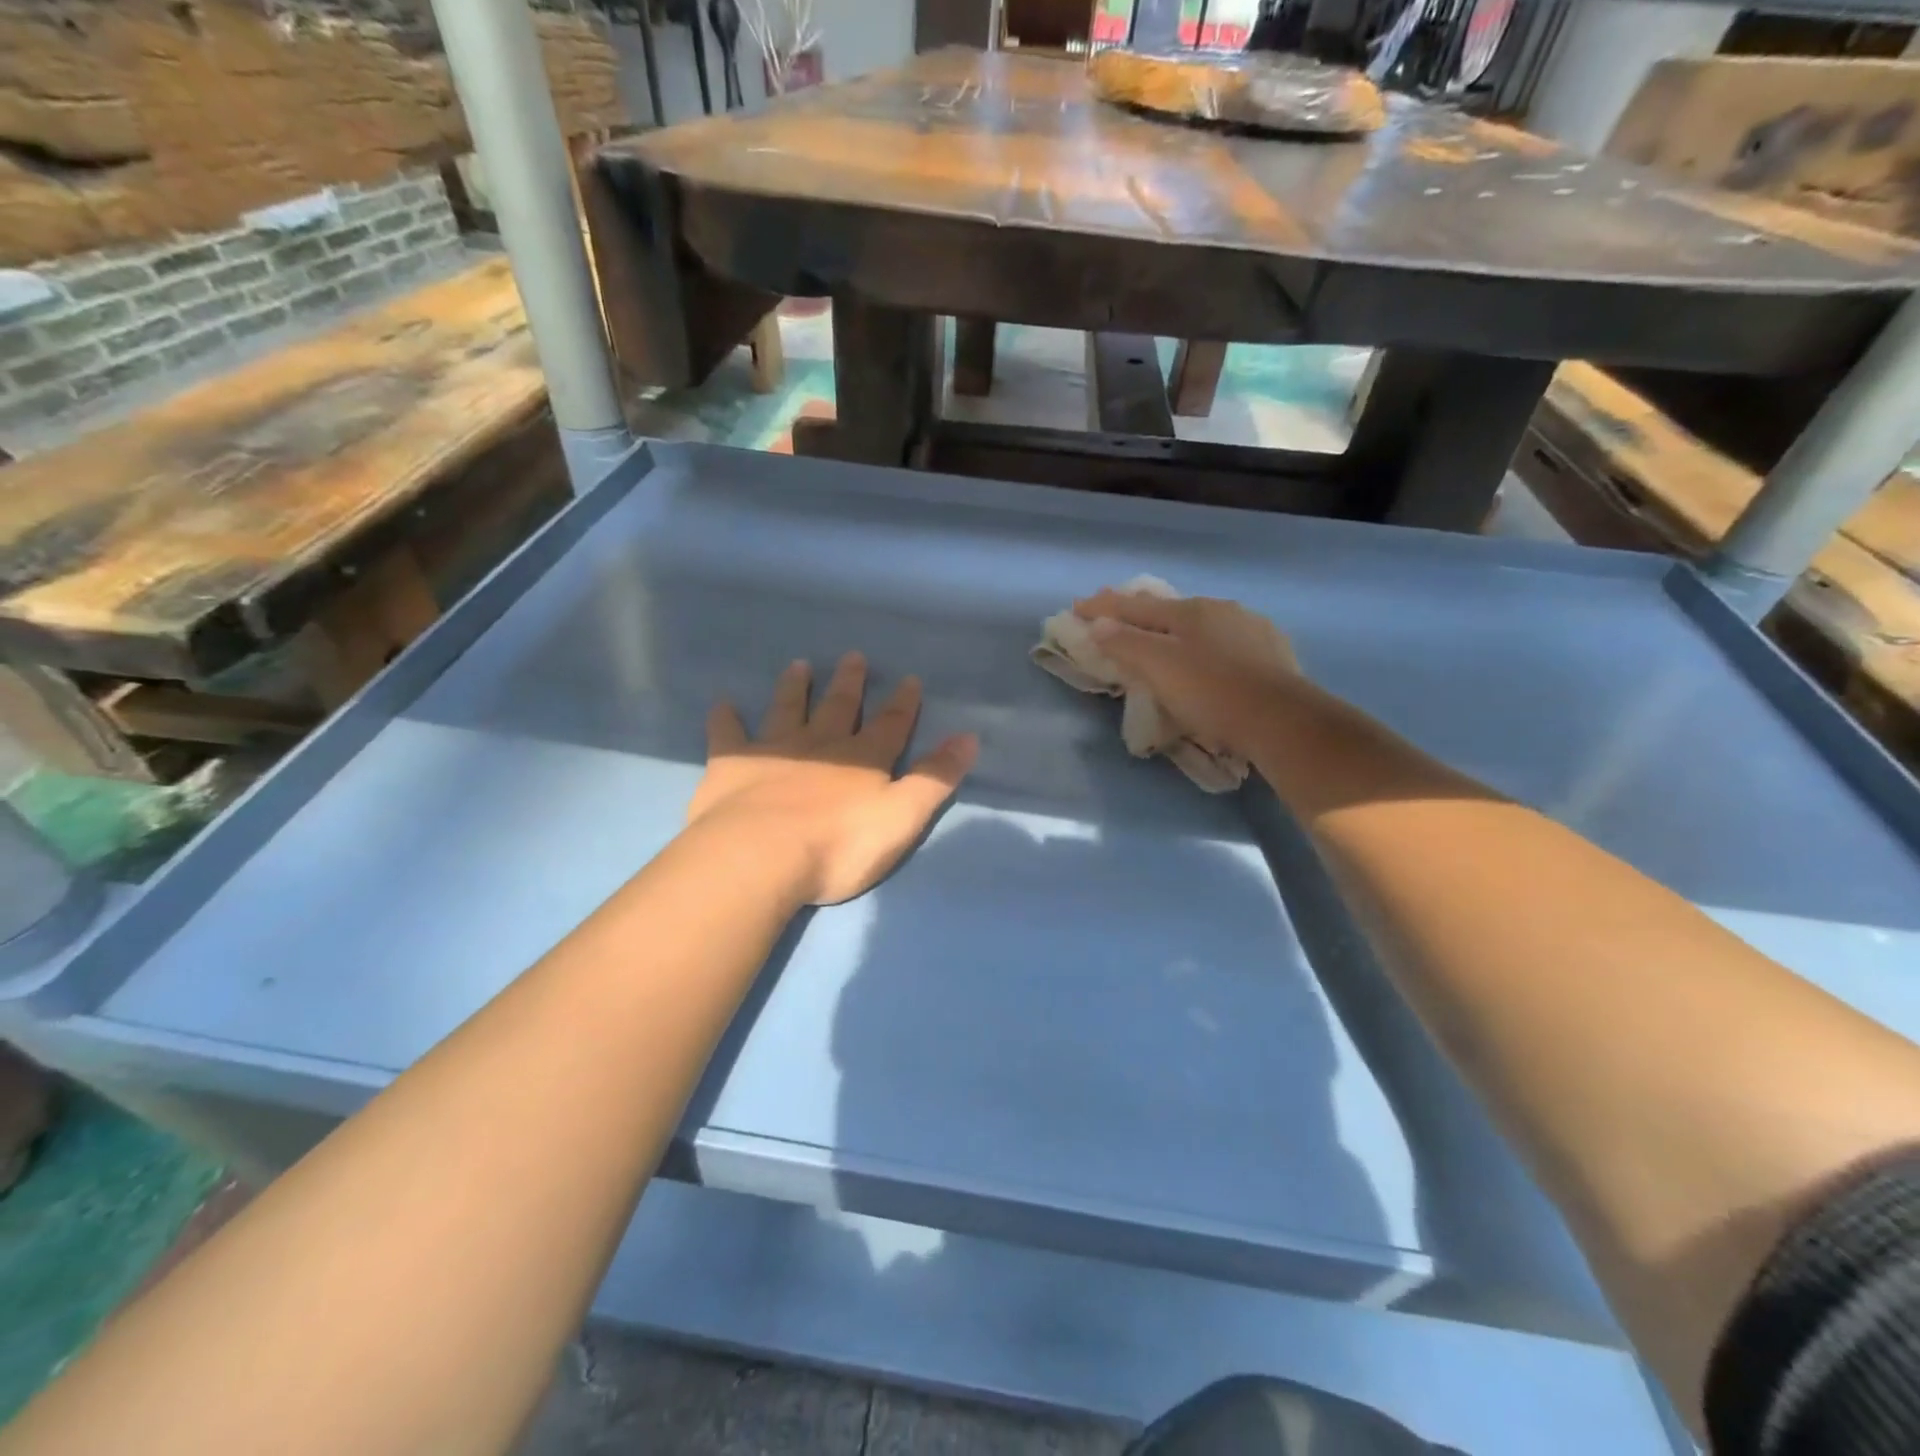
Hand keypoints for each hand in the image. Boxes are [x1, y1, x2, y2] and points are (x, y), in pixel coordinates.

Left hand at [689, 653, 978, 905]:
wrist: (760, 857)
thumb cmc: (838, 845)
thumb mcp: (902, 817)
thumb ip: (934, 778)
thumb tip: (969, 738)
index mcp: (863, 760)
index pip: (890, 725)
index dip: (902, 703)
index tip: (909, 678)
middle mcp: (820, 745)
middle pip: (838, 707)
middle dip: (849, 683)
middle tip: (853, 657)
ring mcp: (774, 751)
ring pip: (787, 710)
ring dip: (795, 688)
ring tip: (798, 665)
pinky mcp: (732, 765)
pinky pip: (728, 735)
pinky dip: (725, 718)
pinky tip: (722, 703)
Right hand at [1073, 590, 1303, 755]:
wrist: (1282, 720)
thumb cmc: (1212, 693)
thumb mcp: (1160, 668)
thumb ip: (1126, 644)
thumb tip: (1098, 624)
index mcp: (1188, 611)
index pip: (1134, 606)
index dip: (1103, 607)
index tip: (1077, 607)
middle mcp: (1219, 609)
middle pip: (1167, 608)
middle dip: (1137, 611)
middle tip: (1114, 614)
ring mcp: (1250, 628)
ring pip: (1200, 621)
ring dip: (1173, 626)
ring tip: (1160, 634)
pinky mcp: (1272, 651)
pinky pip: (1225, 639)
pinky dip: (1204, 642)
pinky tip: (1209, 653)